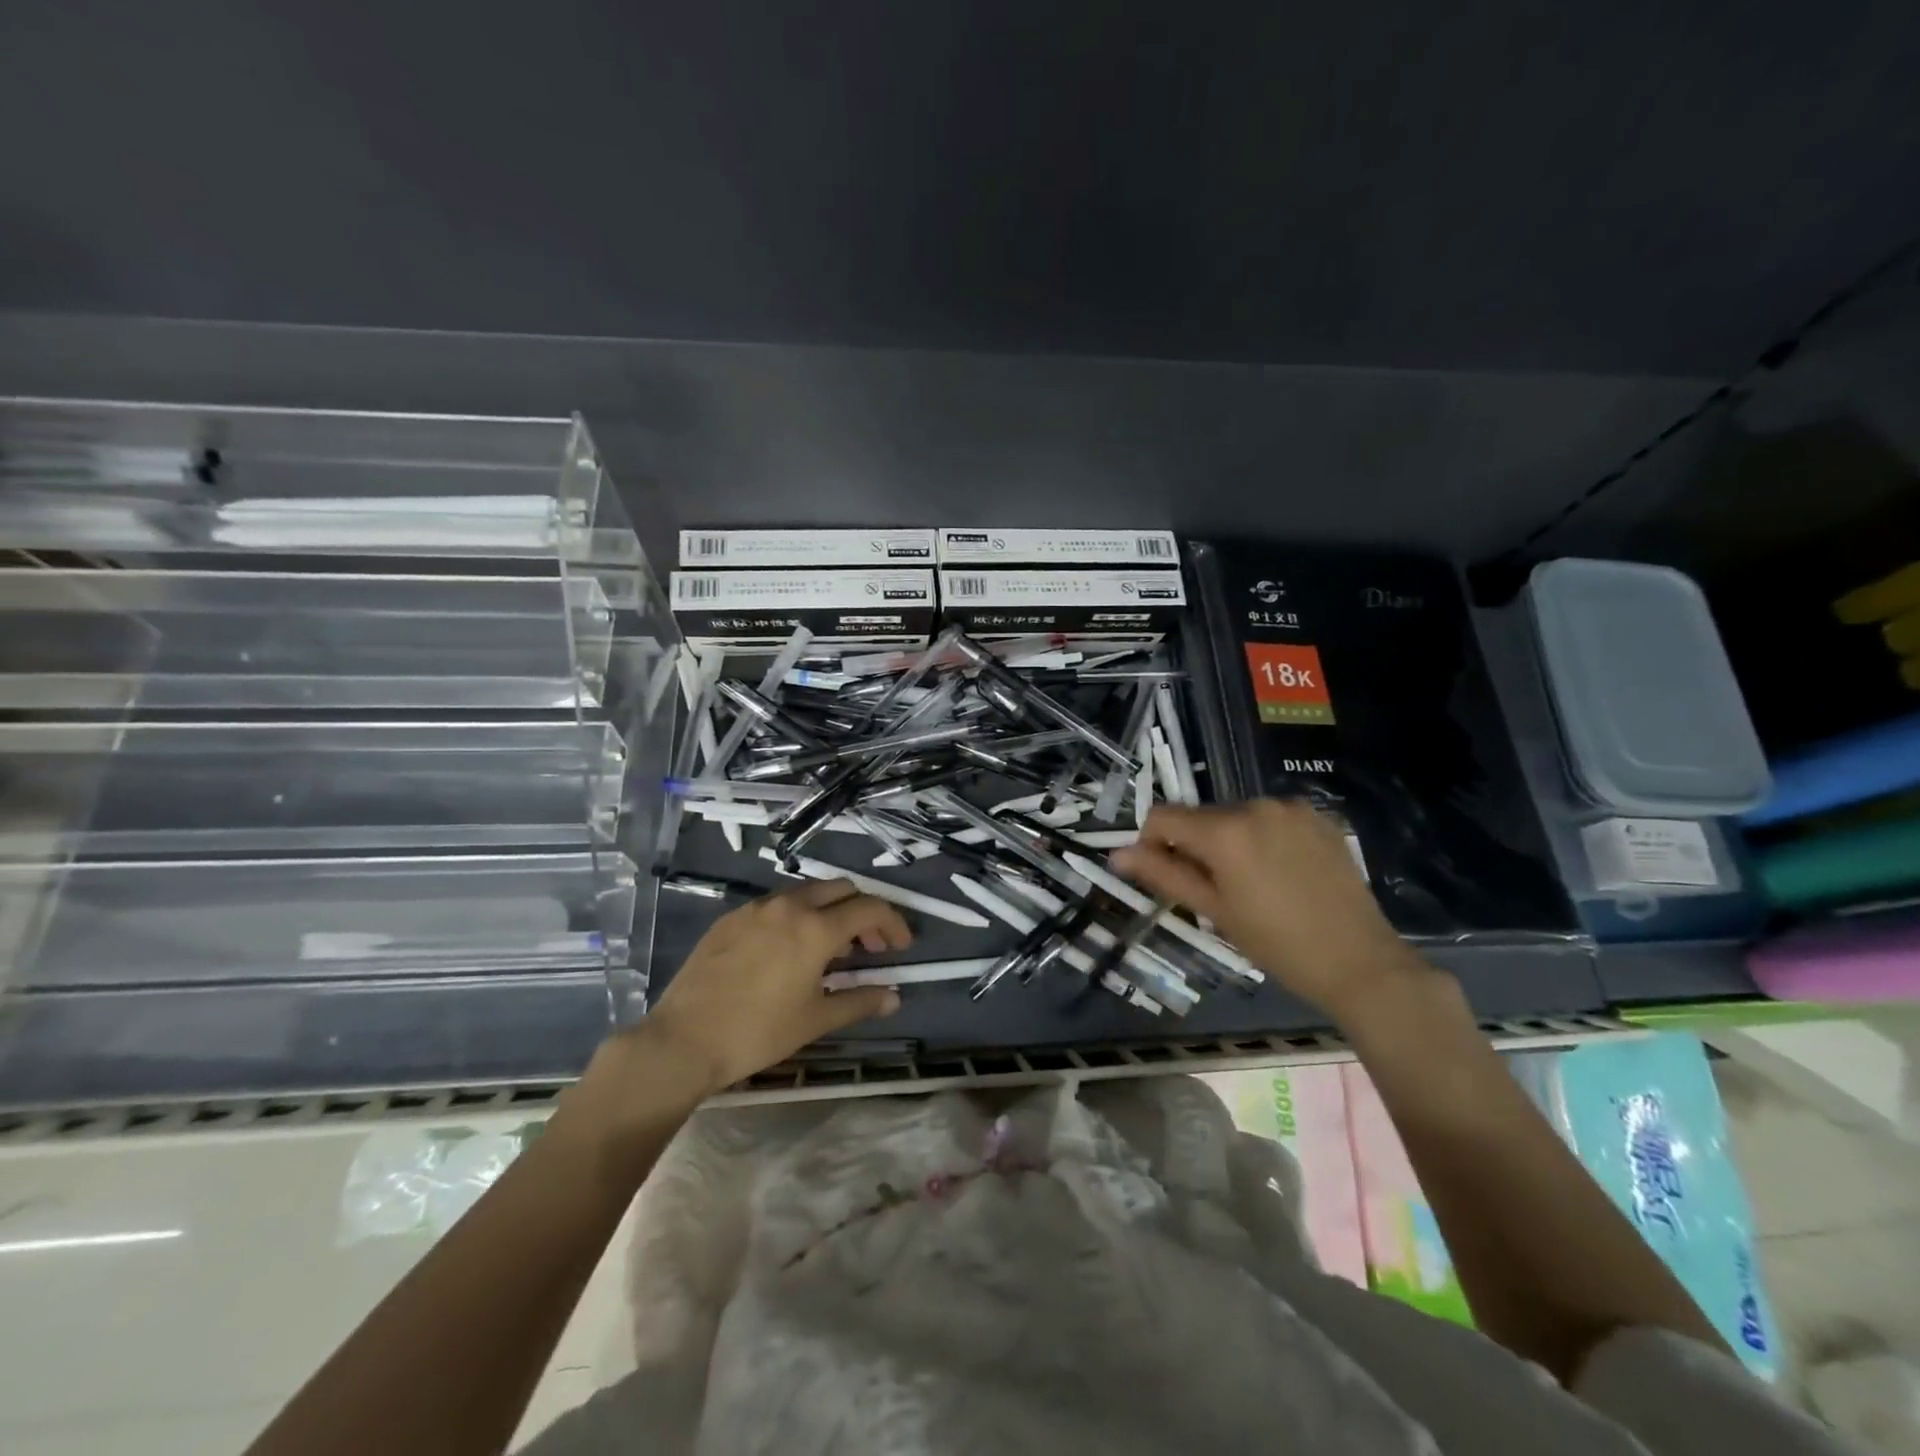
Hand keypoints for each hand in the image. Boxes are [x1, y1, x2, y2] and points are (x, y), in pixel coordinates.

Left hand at [637, 880, 911, 1095]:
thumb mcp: (815, 1020)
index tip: (900, 947)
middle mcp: (789, 906)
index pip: (869, 909)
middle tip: (868, 947)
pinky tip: (787, 952)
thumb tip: (893, 997)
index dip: (893, 924)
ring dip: (829, 912)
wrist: (683, 1040)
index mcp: (815, 928)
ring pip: (806, 893)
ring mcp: (755, 908)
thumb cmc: (758, 1032)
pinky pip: (775, 905)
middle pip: (840, 889)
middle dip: (862, 912)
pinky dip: (796, 917)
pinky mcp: (730, 918)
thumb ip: (859, 1002)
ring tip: (829, 951)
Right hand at [1112, 799, 1425, 1019]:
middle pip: (1201, 816)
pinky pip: (1271, 818)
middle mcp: (1255, 805)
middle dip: (1195, 845)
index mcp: (1224, 830)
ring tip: (1251, 883)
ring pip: (1236, 816)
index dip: (1151, 842)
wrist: (1360, 961)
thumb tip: (1116, 855)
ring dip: (1229, 840)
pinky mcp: (1319, 816)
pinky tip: (1281, 872)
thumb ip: (1163, 874)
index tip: (1165, 875)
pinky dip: (1263, 837)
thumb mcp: (1213, 910)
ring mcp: (1291, 808)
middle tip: (1213, 890)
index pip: (1162, 817)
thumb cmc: (1276, 943)